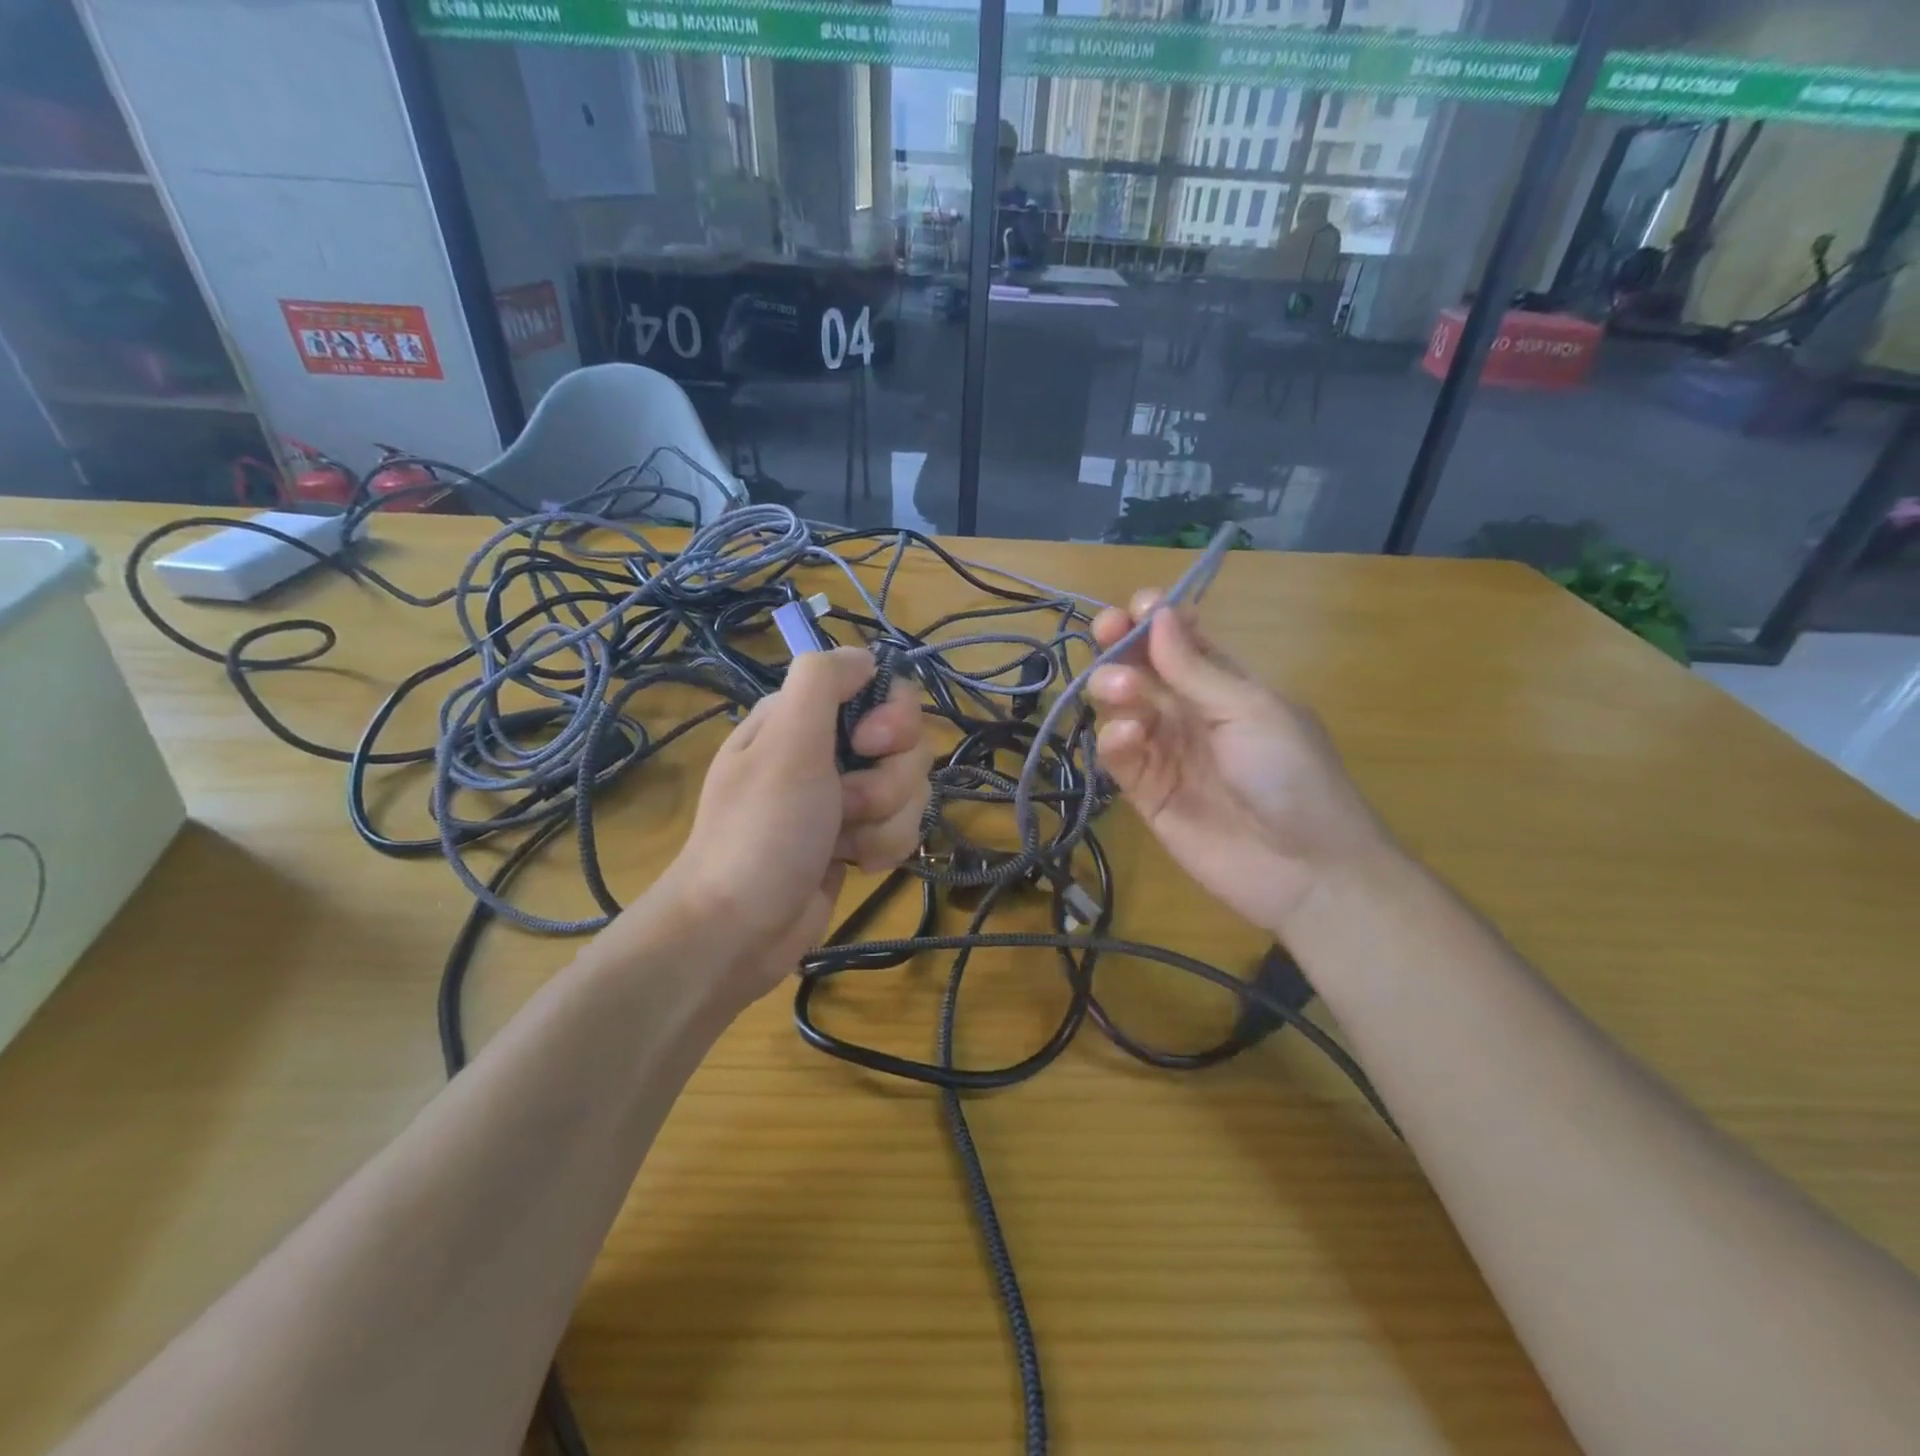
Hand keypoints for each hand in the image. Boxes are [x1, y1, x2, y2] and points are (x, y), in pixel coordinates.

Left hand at [639, 648, 930, 1005]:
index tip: (869, 746)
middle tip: (843, 807)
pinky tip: (852, 864)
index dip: (892, 718)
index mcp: (805, 717)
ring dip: (883, 822)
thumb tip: (865, 656)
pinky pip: (901, 827)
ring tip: (842, 844)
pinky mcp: (857, 838)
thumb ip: (822, 682)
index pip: (882, 690)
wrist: (738, 931)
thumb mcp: (786, 745)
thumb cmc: (760, 832)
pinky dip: (882, 848)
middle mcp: (828, 750)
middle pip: (907, 744)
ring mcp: (844, 797)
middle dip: (886, 783)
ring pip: (910, 790)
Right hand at [1087, 592, 1392, 940]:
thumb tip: (1158, 614)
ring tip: (1121, 691)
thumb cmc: (1291, 775)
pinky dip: (1115, 739)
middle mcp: (1191, 713)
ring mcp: (1166, 752)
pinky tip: (1127, 736)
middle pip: (1143, 669)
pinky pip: (1120, 756)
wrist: (1306, 869)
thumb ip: (1195, 669)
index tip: (1135, 607)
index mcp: (1226, 685)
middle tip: (1106, 634)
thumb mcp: (1250, 711)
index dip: (1155, 620)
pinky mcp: (1147, 793)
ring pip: (1123, 708)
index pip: (1180, 642)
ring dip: (1115, 688)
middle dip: (1122, 646)